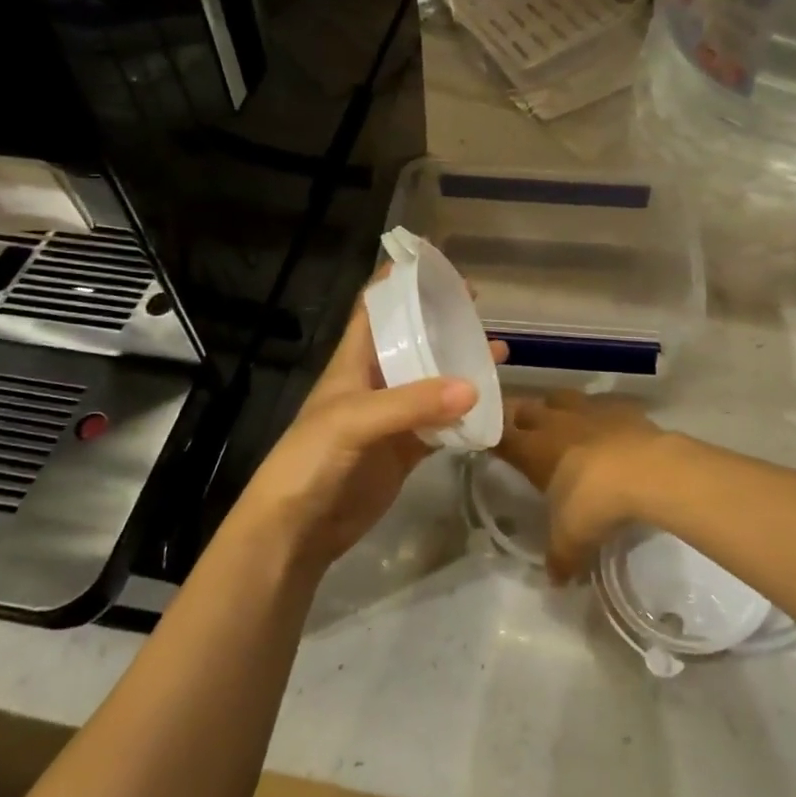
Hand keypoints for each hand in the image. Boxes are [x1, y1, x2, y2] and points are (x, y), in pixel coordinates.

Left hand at [230, 289, 501, 573]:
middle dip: (443, 322)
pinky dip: (465, 415)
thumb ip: (411, 403)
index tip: (437, 266)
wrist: (296, 530)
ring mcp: (391, 417)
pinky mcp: (405, 450)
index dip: (400, 282)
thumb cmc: (311, 460)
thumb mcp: (354, 421)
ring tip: (499, 354)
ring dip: (461, 368)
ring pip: (432, 383)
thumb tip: (473, 387)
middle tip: (480, 308)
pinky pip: (441, 425)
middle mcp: (374, 382)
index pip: (375, 308)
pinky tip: (491, 406)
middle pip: (413, 341)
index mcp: (354, 361)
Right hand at [497, 391, 668, 582]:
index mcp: (534, 449)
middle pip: (527, 408)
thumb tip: (556, 580)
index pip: (501, 437)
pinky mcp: (621, 406)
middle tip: (524, 434)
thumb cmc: (596, 502)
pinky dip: (599, 414)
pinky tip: (607, 429)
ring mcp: (589, 409)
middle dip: (522, 418)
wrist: (648, 471)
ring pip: (561, 397)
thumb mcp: (572, 539)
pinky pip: (602, 404)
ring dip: (557, 408)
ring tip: (564, 425)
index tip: (491, 446)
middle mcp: (556, 422)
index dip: (494, 439)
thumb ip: (560, 558)